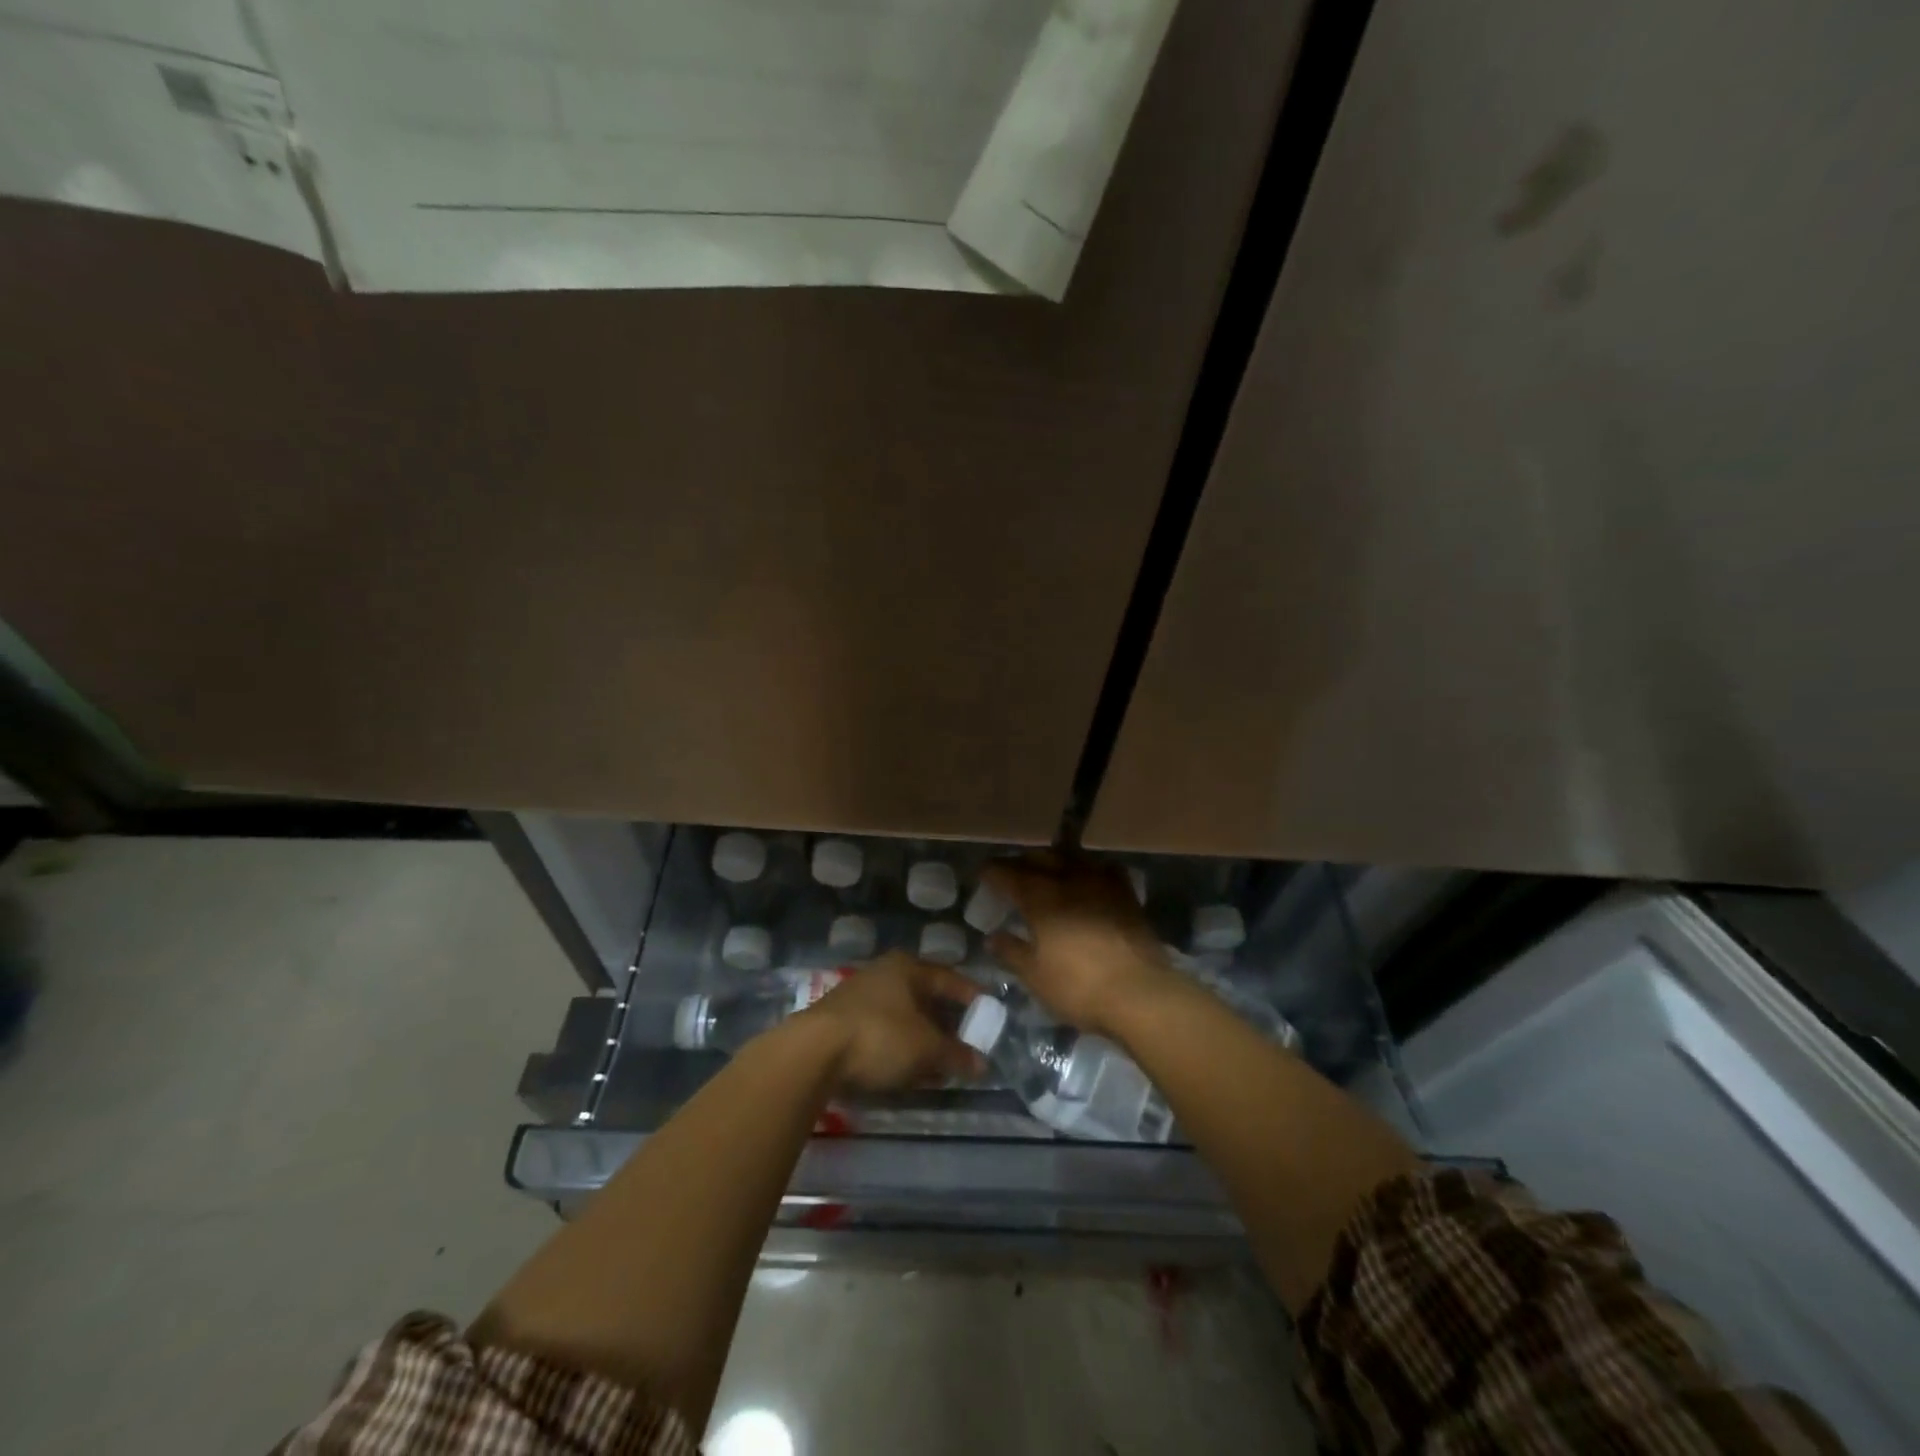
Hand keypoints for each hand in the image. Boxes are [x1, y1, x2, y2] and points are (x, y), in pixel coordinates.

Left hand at [797, 952, 983, 1092]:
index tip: (989, 1014)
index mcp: (907, 967)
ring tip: (940, 1066)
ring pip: (902, 1018)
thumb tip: (982, 1064)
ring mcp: (859, 997)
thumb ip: (956, 1055)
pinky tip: (908, 1072)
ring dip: (922, 1040)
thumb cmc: (880, 1036)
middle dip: (946, 1024)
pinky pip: (882, 1033)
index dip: (971, 997)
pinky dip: (899, 1049)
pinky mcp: (841, 1023)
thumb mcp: (926, 1048)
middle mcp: (883, 974)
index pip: (949, 978)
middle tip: (966, 1045)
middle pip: (924, 998)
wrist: (813, 1052)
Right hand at [980, 853, 1179, 1038]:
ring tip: (1047, 870)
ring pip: (1072, 857)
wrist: (1140, 993)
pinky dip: (1089, 869)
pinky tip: (1089, 879)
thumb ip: (1011, 952)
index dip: (993, 871)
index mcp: (1041, 897)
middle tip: (1011, 872)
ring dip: (1054, 860)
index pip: (1009, 873)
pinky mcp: (1126, 894)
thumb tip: (993, 937)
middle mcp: (1069, 880)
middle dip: (1021, 862)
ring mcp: (1101, 883)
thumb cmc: (1079, 986)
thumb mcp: (1035, 976)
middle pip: (1040, 858)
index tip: (983, 873)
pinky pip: (1104, 869)